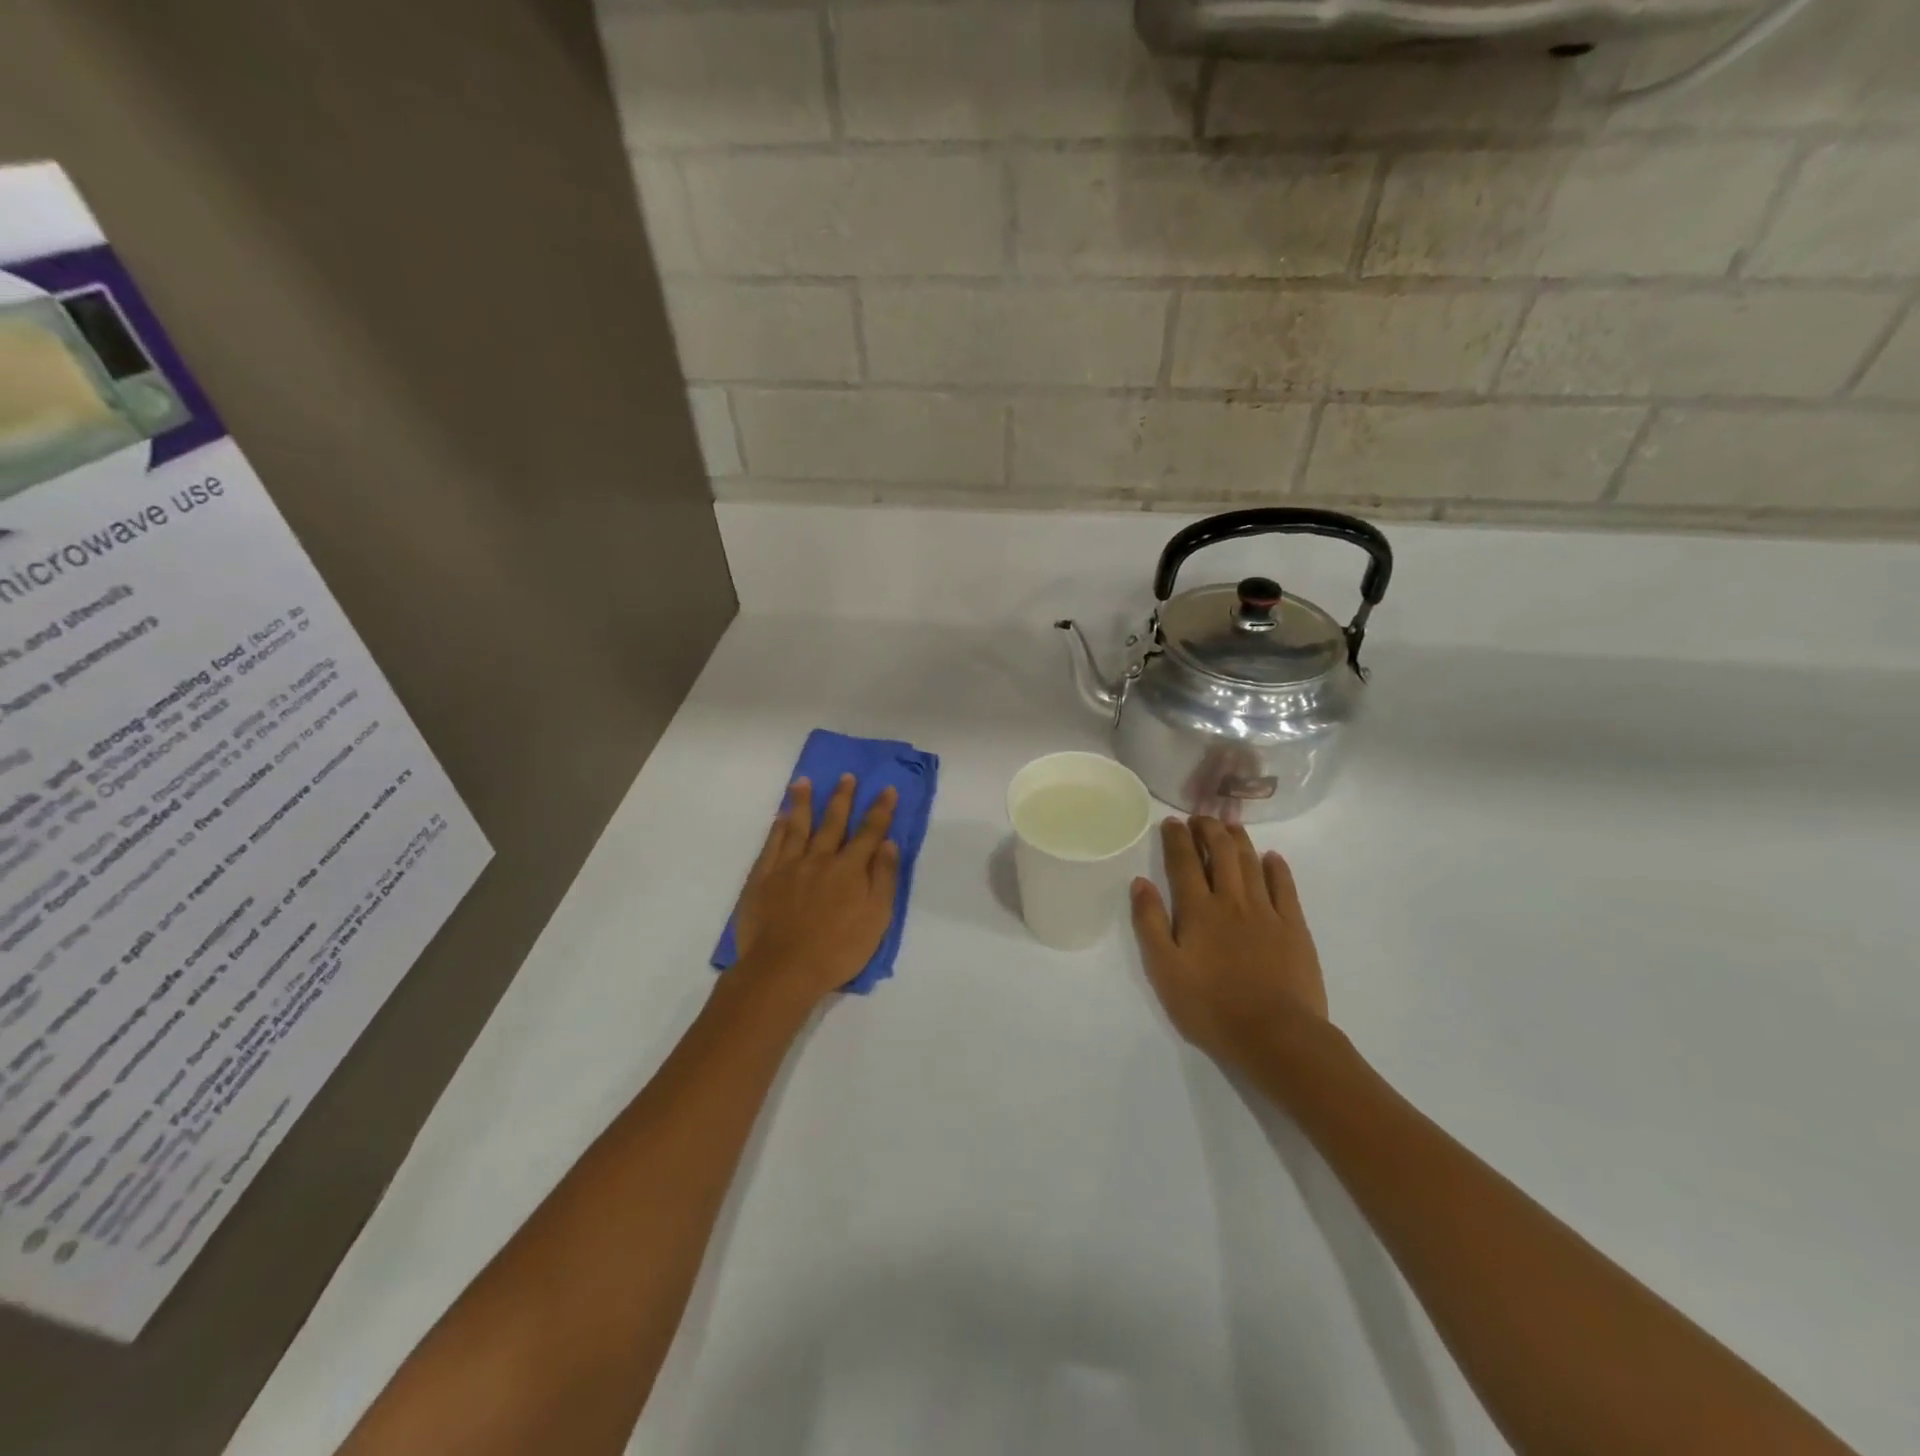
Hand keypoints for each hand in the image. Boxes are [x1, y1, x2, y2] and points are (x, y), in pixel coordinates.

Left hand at [732, 774, 898, 1006]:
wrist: (783, 969)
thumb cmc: (837, 949)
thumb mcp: (876, 918)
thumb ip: (883, 878)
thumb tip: (889, 844)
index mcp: (850, 869)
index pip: (869, 832)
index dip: (880, 810)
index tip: (886, 789)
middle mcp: (820, 859)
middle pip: (833, 822)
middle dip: (842, 798)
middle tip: (846, 776)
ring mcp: (788, 866)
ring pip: (798, 826)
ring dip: (803, 802)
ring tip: (804, 781)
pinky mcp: (762, 878)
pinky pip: (772, 845)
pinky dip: (778, 828)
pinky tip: (781, 817)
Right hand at [1130, 816, 1328, 1069]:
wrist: (1275, 1035)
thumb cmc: (1211, 1007)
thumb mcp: (1164, 970)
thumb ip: (1150, 923)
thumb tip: (1140, 882)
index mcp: (1197, 911)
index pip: (1184, 862)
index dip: (1176, 838)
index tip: (1171, 821)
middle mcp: (1232, 901)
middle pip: (1220, 853)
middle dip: (1208, 829)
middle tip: (1200, 817)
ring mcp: (1266, 912)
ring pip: (1251, 863)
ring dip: (1239, 839)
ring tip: (1229, 824)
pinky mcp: (1294, 927)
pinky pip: (1285, 887)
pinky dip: (1277, 867)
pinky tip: (1272, 857)